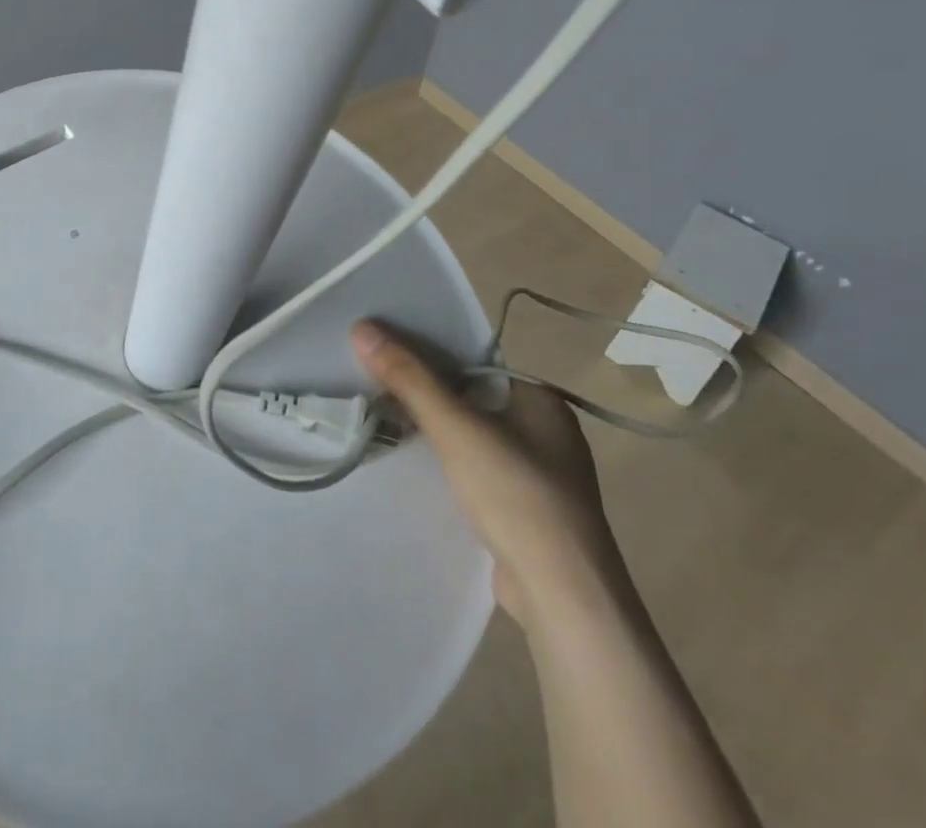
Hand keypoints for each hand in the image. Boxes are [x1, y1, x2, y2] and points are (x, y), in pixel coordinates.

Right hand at [352, 318, 618, 622]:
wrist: (563, 597)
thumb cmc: (516, 495)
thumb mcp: (456, 428)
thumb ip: (409, 378)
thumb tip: (362, 328)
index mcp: (541, 401)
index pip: (475, 365)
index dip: (430, 360)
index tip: (387, 361)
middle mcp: (548, 433)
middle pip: (473, 401)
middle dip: (429, 400)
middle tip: (379, 393)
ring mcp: (542, 477)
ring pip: (475, 440)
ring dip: (439, 438)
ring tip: (390, 428)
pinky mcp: (530, 514)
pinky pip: (481, 474)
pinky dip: (452, 470)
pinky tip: (422, 474)